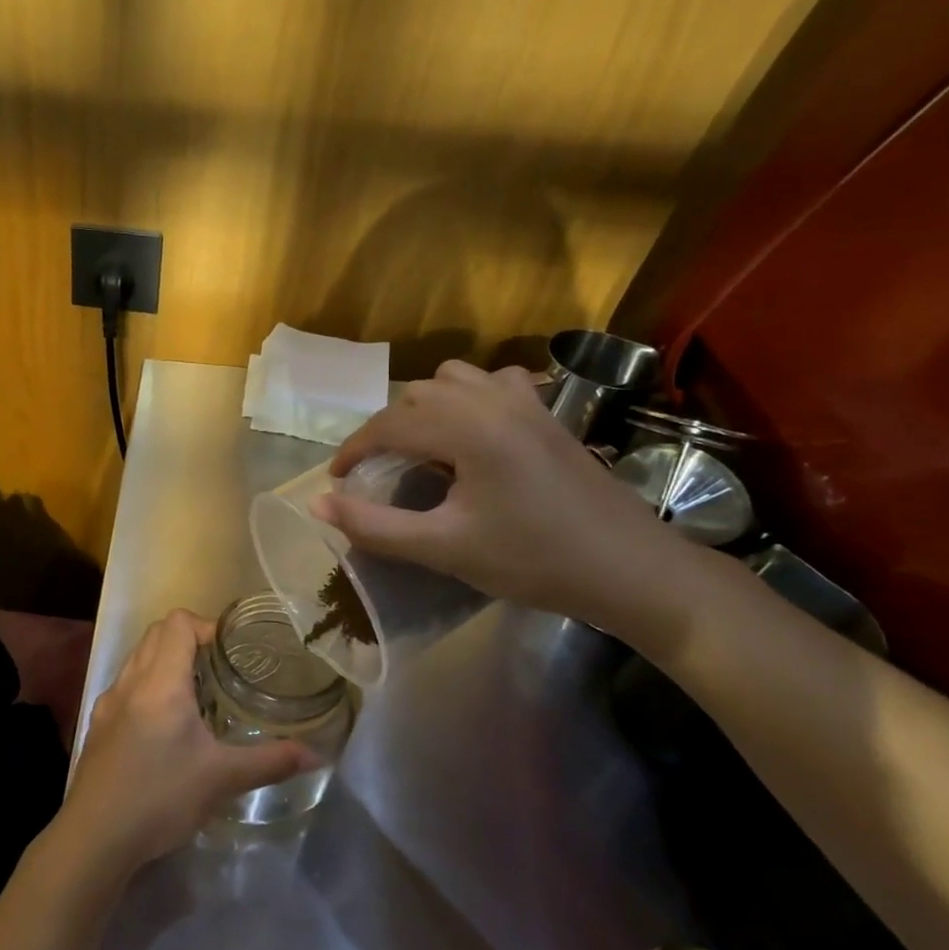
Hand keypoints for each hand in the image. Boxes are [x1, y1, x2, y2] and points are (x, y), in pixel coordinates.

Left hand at [57, 610, 316, 873]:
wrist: (95, 837)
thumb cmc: (160, 797)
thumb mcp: (222, 779)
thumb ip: (270, 761)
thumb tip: (316, 755)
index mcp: (160, 681)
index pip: (177, 622)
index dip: (206, 626)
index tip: (230, 652)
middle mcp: (131, 681)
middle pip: (156, 633)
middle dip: (189, 640)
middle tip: (220, 669)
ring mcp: (109, 702)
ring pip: (138, 658)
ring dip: (166, 662)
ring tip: (197, 696)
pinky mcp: (98, 725)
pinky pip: (126, 686)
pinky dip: (147, 687)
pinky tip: (165, 727)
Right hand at [313, 360, 687, 635]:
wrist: (630, 570)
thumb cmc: (533, 560)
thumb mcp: (444, 548)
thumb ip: (375, 525)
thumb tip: (318, 503)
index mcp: (467, 429)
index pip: (388, 424)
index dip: (354, 450)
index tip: (337, 480)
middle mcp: (493, 401)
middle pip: (416, 397)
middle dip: (386, 431)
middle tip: (375, 472)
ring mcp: (526, 402)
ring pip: (453, 380)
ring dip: (424, 407)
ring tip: (419, 448)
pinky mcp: (548, 413)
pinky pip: (493, 383)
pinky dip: (468, 397)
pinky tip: (472, 430)